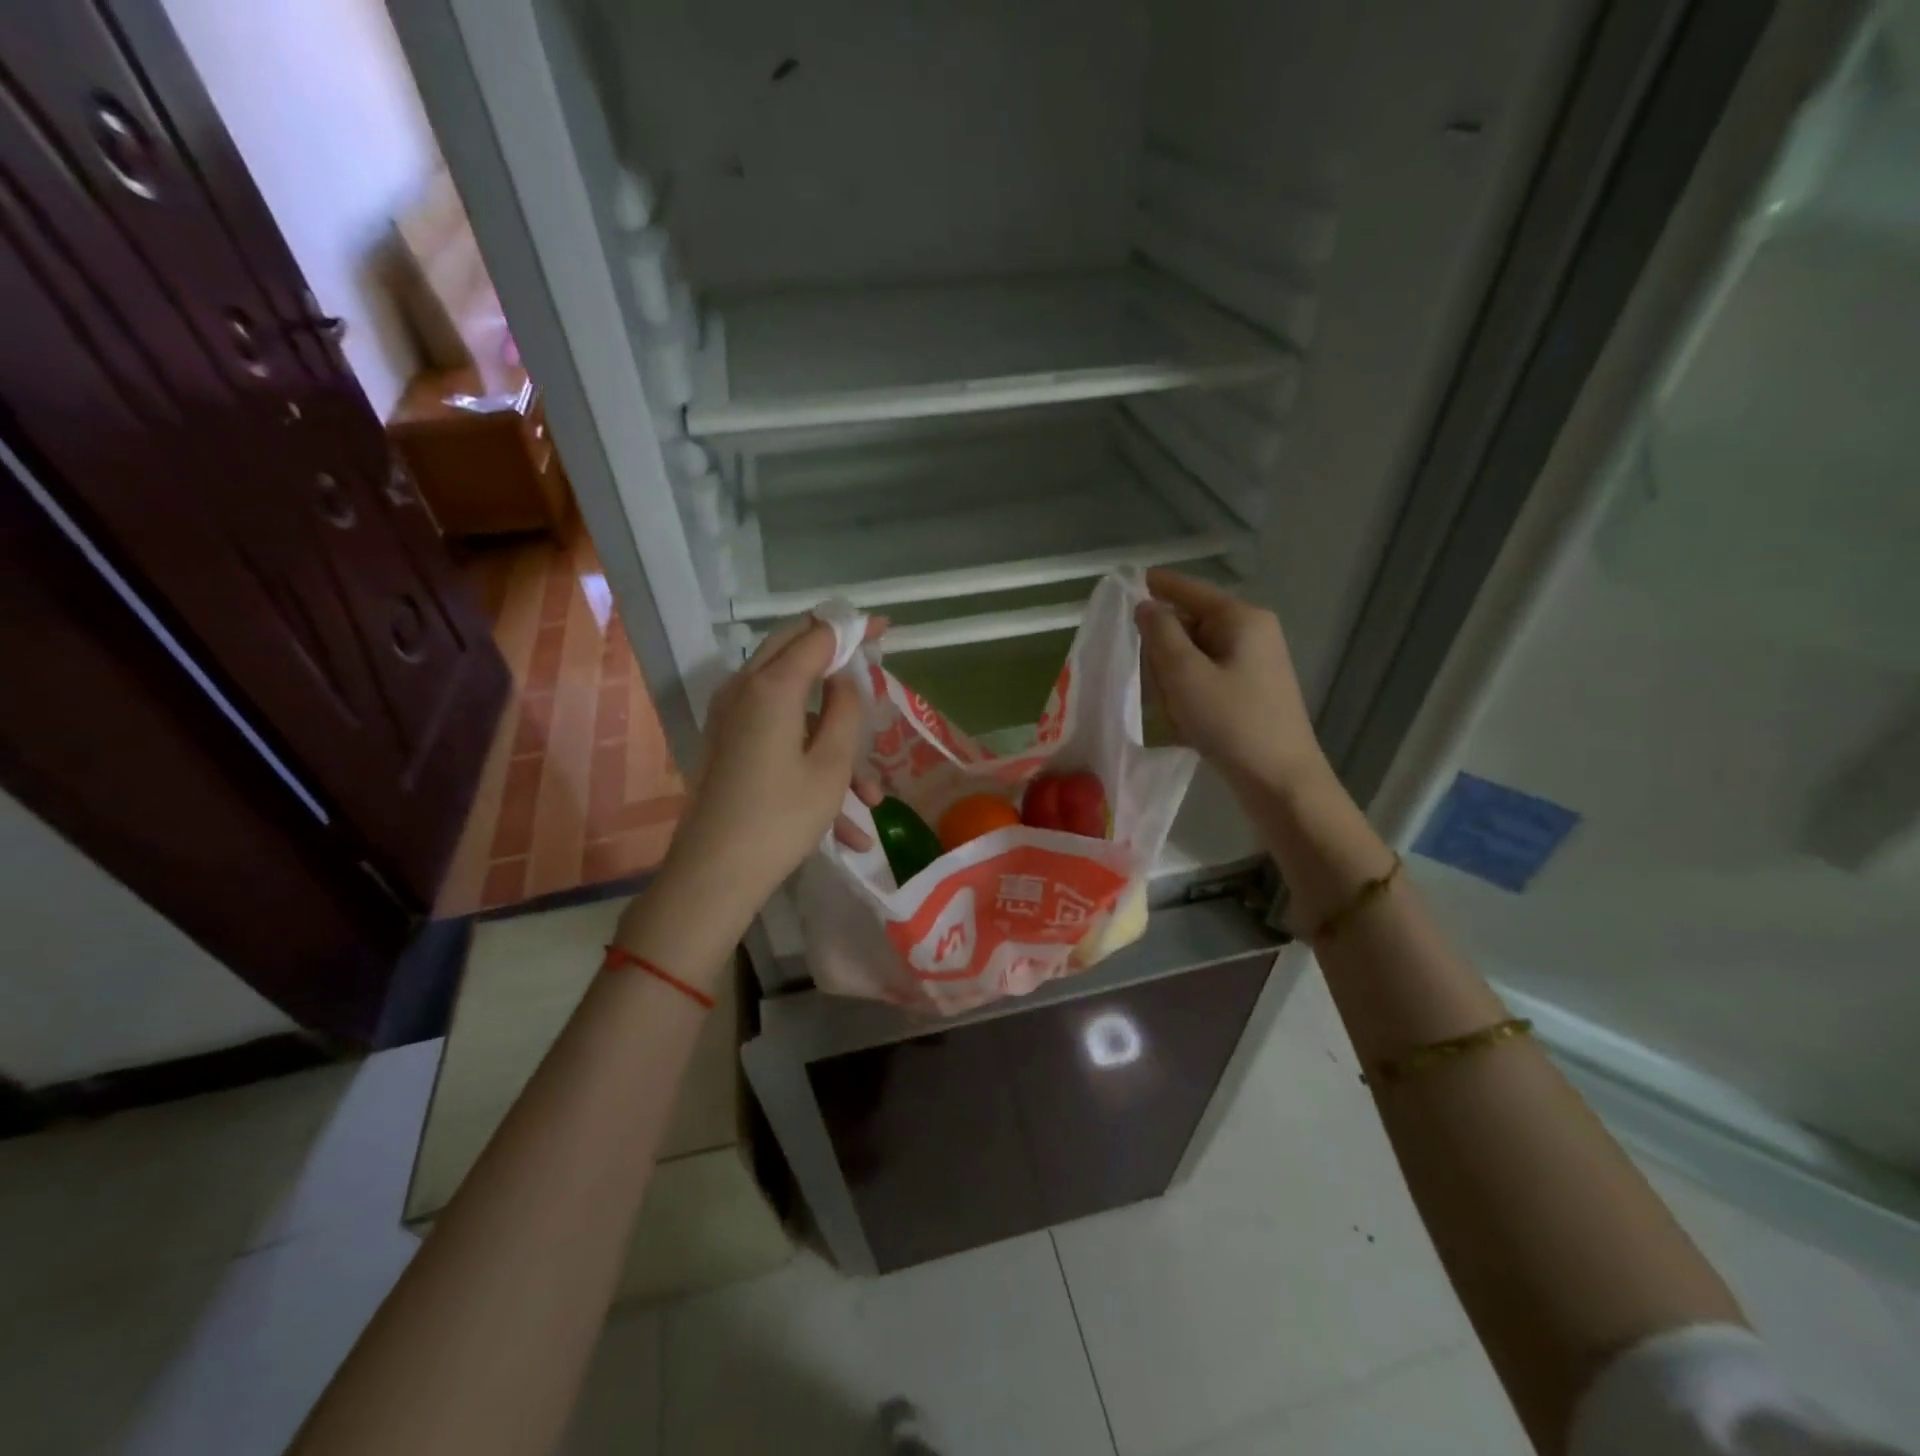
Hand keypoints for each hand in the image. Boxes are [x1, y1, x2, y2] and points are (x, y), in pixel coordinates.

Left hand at [656, 616, 878, 928]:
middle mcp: (744, 690)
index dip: (853, 629)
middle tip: (871, 660)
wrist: (714, 875)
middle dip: (837, 655)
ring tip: (868, 798)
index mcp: (772, 686)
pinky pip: (776, 736)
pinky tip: (844, 828)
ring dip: (831, 738)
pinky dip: (809, 763)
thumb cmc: (781, 818)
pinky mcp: (728, 745)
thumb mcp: (831, 765)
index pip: (818, 635)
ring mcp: (730, 718)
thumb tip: (842, 680)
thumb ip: (845, 711)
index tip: (884, 630)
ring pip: (791, 704)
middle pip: (794, 650)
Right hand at [1135, 568, 1330, 797]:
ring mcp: (1253, 662)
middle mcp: (1251, 632)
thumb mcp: (1185, 675)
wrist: (1281, 781)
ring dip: (1174, 681)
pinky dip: (1189, 696)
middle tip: (1155, 686)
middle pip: (1187, 625)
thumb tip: (1145, 605)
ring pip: (1193, 656)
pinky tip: (1188, 724)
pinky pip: (1205, 679)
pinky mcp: (1250, 689)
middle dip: (1163, 653)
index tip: (1123, 585)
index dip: (1155, 586)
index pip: (1188, 589)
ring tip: (1176, 714)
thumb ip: (1160, 633)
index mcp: (1241, 618)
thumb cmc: (1232, 722)